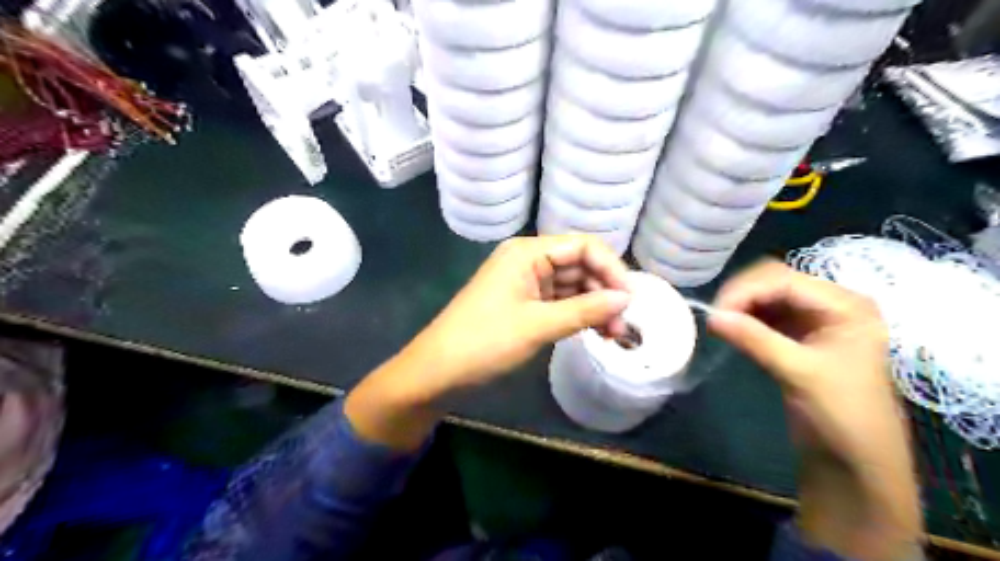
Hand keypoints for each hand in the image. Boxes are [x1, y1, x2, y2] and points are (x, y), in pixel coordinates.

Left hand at [340, 237, 626, 451]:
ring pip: (571, 286)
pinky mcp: (523, 303)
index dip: (611, 268)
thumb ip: (585, 310)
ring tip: (613, 335)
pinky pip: (559, 302)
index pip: (583, 246)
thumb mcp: (538, 325)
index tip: (630, 299)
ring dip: (594, 306)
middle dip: (604, 292)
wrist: (438, 371)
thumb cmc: (485, 342)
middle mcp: (528, 260)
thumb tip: (626, 299)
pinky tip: (594, 331)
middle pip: (579, 265)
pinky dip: (577, 315)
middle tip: (623, 325)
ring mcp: (525, 282)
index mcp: (527, 252)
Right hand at [706, 261, 895, 461]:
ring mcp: (815, 320)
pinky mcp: (799, 336)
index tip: (715, 312)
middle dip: (742, 295)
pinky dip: (746, 319)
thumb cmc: (841, 414)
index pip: (785, 280)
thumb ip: (754, 339)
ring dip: (742, 306)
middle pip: (775, 282)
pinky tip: (731, 330)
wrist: (857, 461)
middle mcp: (831, 305)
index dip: (746, 290)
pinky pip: (766, 315)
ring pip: (767, 296)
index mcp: (846, 305)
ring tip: (720, 324)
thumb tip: (710, 316)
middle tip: (716, 318)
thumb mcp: (798, 372)